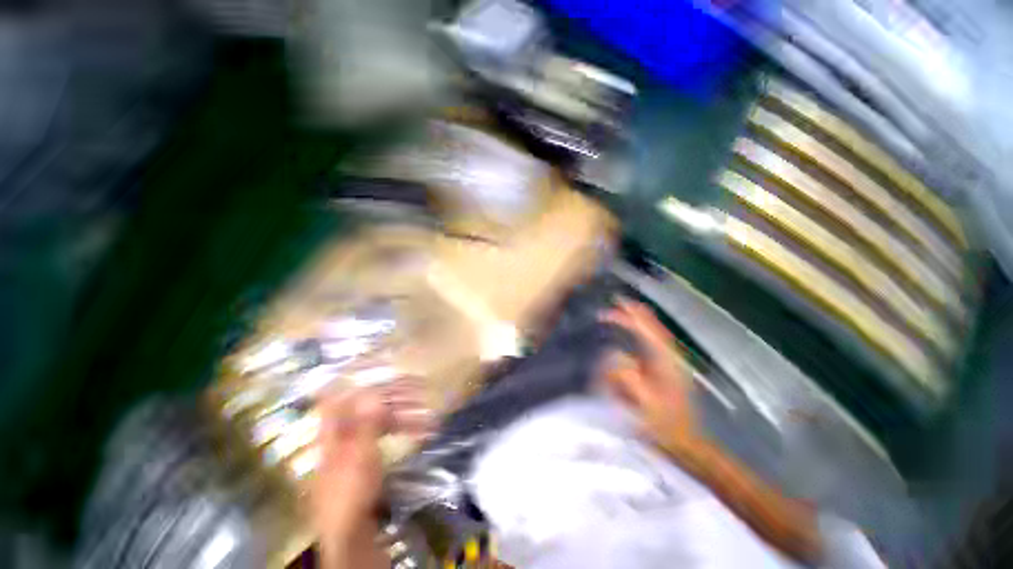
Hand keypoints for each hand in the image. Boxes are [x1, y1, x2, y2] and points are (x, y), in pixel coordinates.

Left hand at [312, 381, 433, 568]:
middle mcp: (344, 434)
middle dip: (394, 395)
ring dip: (405, 412)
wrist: (352, 534)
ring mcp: (356, 446)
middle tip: (420, 388)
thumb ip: (366, 423)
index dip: (352, 377)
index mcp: (333, 432)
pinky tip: (423, 430)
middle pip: (367, 405)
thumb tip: (374, 392)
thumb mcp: (359, 457)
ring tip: (429, 412)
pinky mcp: (369, 457)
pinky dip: (404, 429)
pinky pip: (387, 434)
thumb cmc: (350, 495)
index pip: (337, 396)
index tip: (375, 363)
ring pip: (381, 419)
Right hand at [600, 298, 702, 461]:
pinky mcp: (667, 368)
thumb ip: (627, 376)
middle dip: (632, 314)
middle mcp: (669, 356)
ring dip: (637, 322)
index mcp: (666, 361)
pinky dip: (642, 333)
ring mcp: (669, 362)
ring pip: (653, 333)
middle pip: (652, 326)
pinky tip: (633, 334)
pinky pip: (652, 344)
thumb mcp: (644, 401)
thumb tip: (613, 353)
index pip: (648, 330)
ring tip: (620, 314)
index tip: (613, 306)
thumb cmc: (664, 424)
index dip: (630, 315)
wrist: (686, 442)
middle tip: (612, 307)